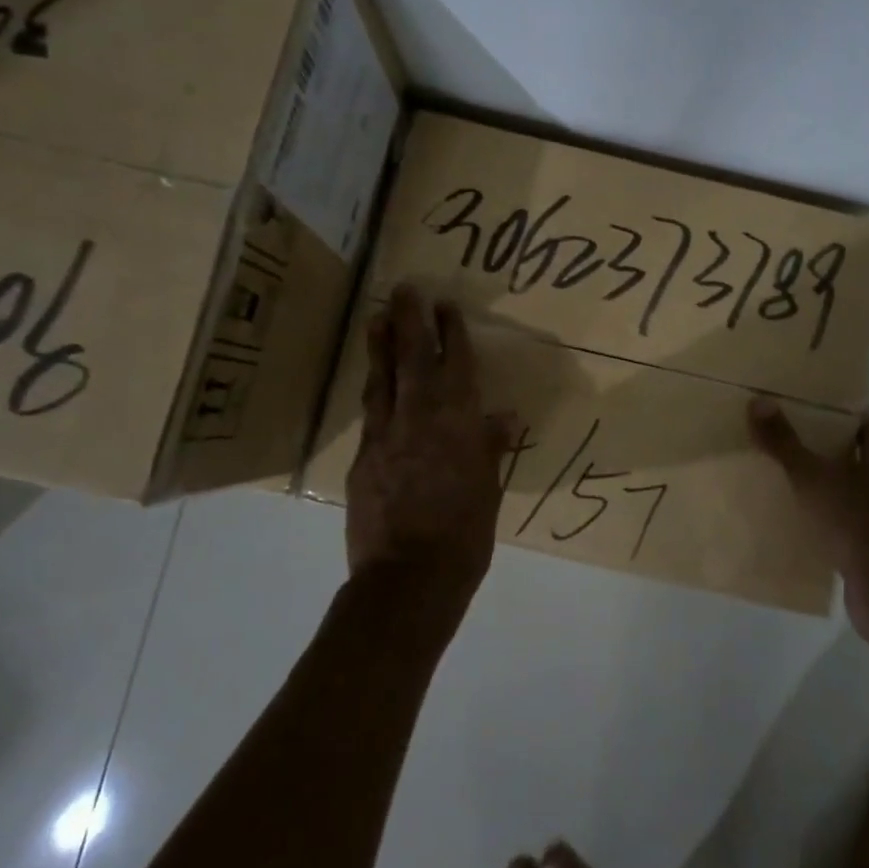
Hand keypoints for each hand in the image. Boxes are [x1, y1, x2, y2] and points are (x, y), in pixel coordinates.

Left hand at [346, 284, 510, 599]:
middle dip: (410, 320)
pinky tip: (372, 380)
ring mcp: (387, 436)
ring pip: (383, 379)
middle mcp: (421, 420)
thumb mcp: (488, 491)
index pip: (456, 367)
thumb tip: (504, 418)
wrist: (408, 579)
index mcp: (459, 425)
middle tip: (405, 288)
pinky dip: (373, 389)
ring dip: (381, 345)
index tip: (446, 305)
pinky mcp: (364, 457)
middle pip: (414, 359)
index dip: (452, 333)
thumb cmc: (464, 536)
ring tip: (375, 316)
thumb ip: (490, 448)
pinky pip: (370, 412)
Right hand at [748, 397, 868, 652]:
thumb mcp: (811, 478)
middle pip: (858, 450)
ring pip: (853, 485)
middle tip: (787, 433)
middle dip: (825, 442)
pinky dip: (829, 513)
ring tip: (788, 474)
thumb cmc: (853, 523)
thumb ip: (784, 442)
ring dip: (826, 480)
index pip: (865, 418)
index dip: (838, 407)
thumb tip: (759, 402)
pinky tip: (802, 517)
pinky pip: (850, 517)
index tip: (806, 402)